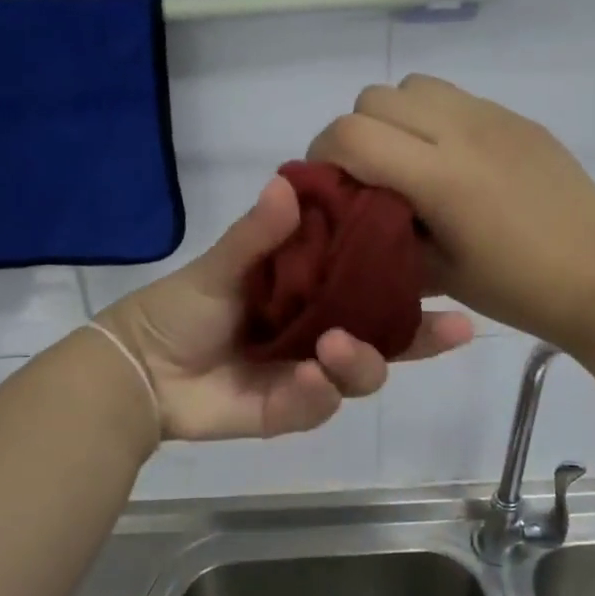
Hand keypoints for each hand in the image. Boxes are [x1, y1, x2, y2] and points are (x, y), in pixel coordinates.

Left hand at [96, 174, 473, 441]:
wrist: (138, 369)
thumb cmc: (181, 308)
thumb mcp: (220, 265)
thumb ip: (256, 235)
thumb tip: (287, 184)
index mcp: (311, 291)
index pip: (373, 285)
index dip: (414, 283)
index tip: (456, 275)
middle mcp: (320, 331)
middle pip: (385, 338)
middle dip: (422, 338)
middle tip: (448, 328)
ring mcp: (307, 374)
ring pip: (360, 375)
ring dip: (360, 363)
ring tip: (333, 347)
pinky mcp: (288, 411)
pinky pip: (318, 407)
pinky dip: (318, 395)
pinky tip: (309, 380)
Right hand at [308, 74, 594, 349]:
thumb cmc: (515, 289)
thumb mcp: (436, 273)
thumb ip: (384, 233)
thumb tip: (354, 209)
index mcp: (440, 176)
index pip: (350, 133)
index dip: (323, 154)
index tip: (328, 185)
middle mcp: (462, 131)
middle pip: (375, 97)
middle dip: (355, 132)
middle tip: (367, 175)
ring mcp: (494, 117)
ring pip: (415, 85)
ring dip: (395, 117)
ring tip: (410, 161)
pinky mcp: (518, 118)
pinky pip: (456, 98)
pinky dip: (434, 118)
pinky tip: (455, 161)